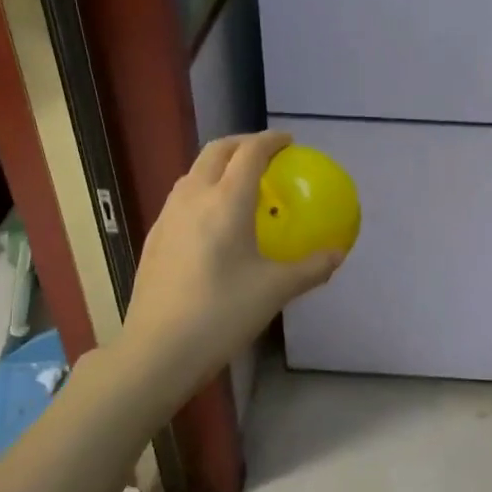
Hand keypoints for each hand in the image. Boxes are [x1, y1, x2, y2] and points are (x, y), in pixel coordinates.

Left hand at [113, 131, 342, 407]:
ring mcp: (168, 216)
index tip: (289, 142)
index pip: (250, 153)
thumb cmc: (222, 314)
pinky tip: (213, 222)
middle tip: (266, 155)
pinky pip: (182, 197)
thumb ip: (310, 268)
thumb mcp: (275, 291)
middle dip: (242, 143)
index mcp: (226, 202)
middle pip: (216, 151)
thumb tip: (338, 254)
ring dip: (219, 165)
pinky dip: (203, 190)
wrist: (158, 349)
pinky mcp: (154, 237)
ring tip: (240, 183)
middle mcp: (193, 197)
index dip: (271, 141)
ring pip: (194, 172)